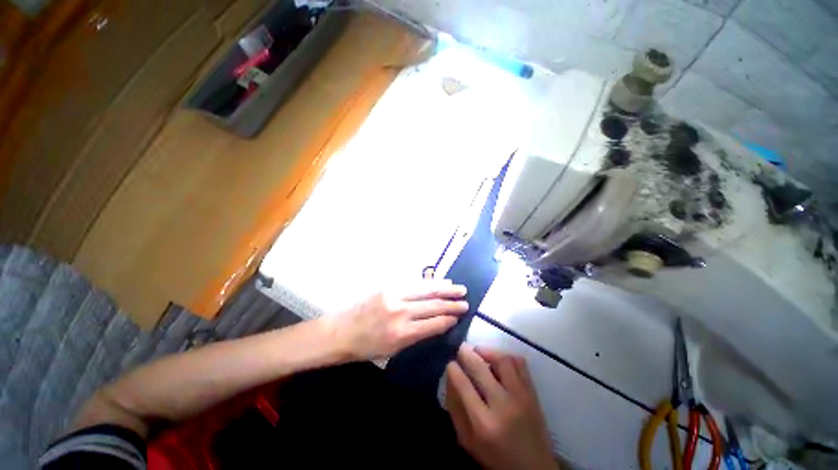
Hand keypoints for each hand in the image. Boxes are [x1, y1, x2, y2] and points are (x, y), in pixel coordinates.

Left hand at [326, 280, 468, 360]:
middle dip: (452, 303)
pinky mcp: (388, 286)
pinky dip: (429, 282)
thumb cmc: (366, 347)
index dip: (449, 319)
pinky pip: (414, 283)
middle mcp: (400, 312)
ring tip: (458, 288)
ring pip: (426, 290)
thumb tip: (437, 323)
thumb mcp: (393, 350)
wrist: (341, 331)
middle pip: (433, 305)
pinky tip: (439, 282)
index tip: (460, 315)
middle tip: (465, 301)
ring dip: (444, 289)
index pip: (433, 323)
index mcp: (402, 334)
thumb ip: (417, 335)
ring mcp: (394, 295)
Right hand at [446, 346, 558, 469]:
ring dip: (487, 351)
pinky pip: (520, 363)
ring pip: (502, 360)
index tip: (451, 363)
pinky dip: (507, 357)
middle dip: (466, 353)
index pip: (463, 384)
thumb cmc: (495, 457)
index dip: (453, 368)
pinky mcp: (533, 393)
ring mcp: (521, 397)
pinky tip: (498, 362)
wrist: (533, 469)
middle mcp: (503, 405)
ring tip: (479, 353)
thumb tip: (450, 377)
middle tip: (461, 349)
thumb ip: (455, 408)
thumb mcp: (467, 441)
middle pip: (480, 368)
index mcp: (483, 423)